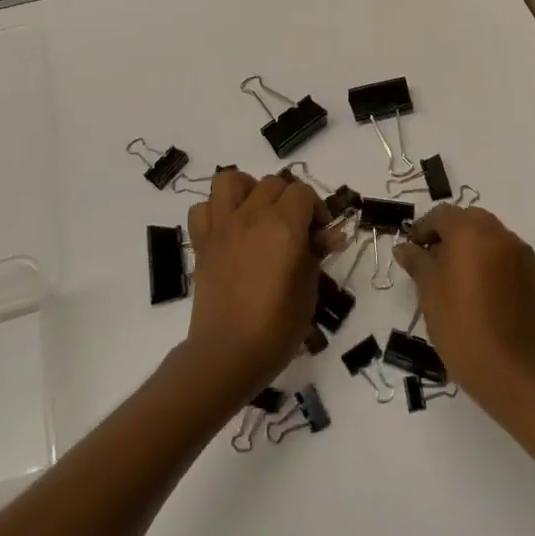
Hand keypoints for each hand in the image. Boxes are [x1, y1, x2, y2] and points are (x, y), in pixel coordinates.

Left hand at [181, 168, 322, 397]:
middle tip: (294, 230)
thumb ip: (317, 253)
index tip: (318, 234)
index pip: (303, 192)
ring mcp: (223, 226)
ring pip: (231, 180)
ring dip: (247, 190)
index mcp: (285, 226)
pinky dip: (214, 211)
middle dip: (288, 200)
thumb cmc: (277, 328)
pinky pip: (202, 208)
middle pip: (273, 183)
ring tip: (257, 214)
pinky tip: (228, 229)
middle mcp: (252, 216)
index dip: (315, 209)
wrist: (227, 354)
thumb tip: (332, 234)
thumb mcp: (309, 290)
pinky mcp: (202, 242)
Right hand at [394, 204, 534, 402]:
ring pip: (492, 237)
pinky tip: (484, 291)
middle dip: (451, 233)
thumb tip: (405, 247)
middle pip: (470, 220)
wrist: (508, 368)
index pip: (442, 214)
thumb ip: (417, 261)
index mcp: (470, 231)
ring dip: (474, 246)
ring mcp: (521, 254)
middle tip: (435, 260)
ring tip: (460, 276)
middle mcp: (499, 233)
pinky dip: (494, 263)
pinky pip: (509, 257)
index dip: (424, 228)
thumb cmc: (459, 324)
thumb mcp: (428, 291)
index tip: (413, 249)